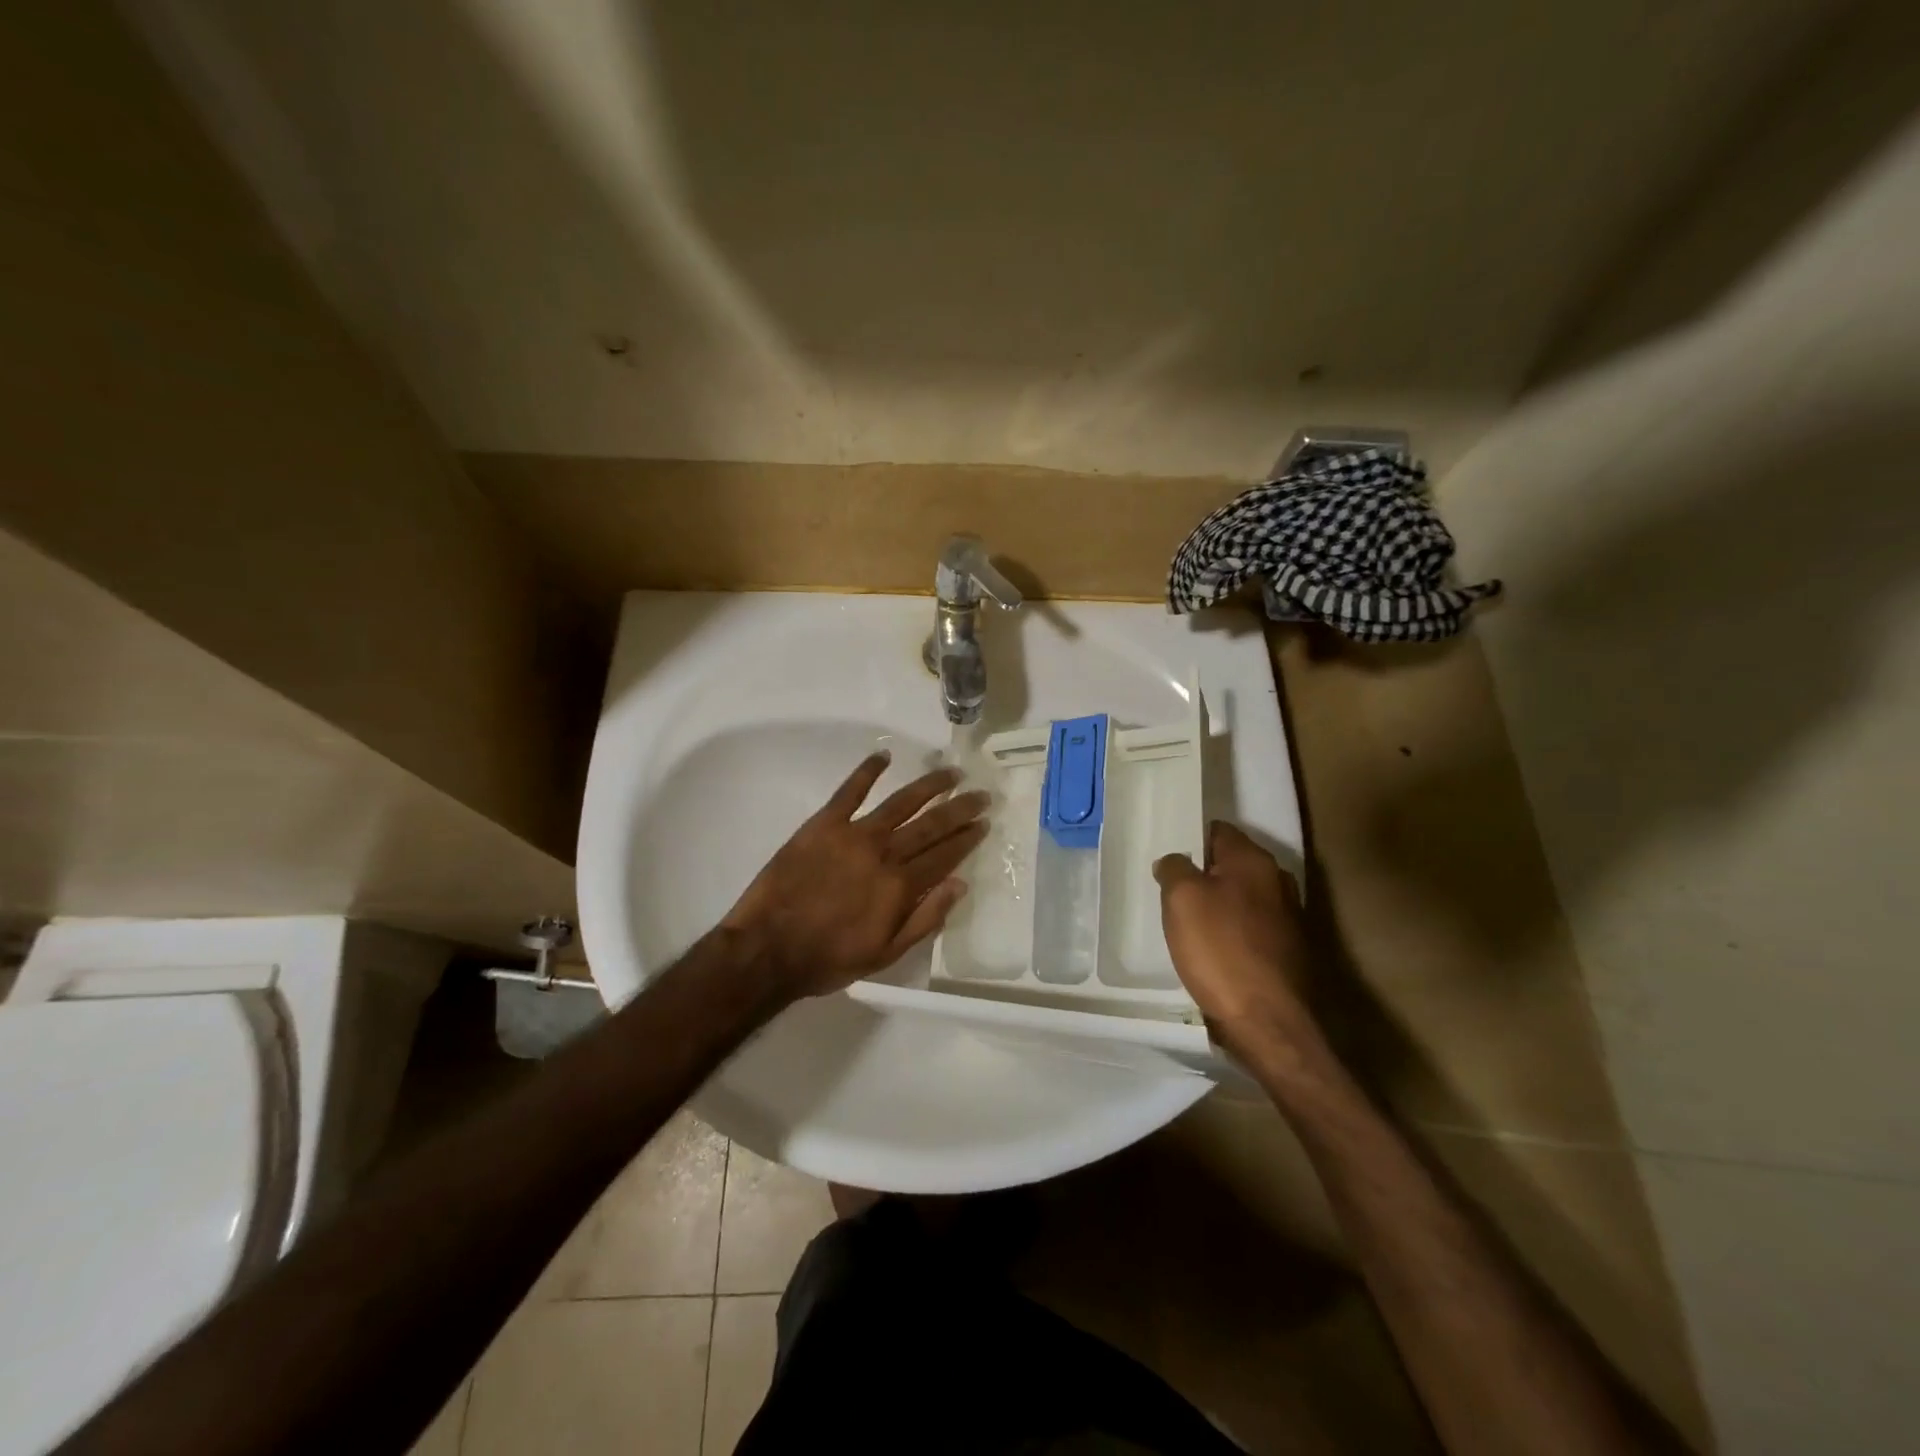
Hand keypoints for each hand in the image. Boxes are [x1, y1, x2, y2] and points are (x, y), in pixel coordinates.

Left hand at [723, 751, 989, 999]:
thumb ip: (925, 919)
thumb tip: (960, 884)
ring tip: (951, 772)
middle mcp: (884, 853)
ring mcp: (854, 834)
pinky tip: (883, 757)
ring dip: (929, 786)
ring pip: (901, 802)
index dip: (967, 838)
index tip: (984, 822)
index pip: (944, 855)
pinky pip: (849, 791)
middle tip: (981, 794)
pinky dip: (867, 772)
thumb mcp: (886, 954)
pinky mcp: (823, 824)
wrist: (768, 949)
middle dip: (959, 809)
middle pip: (930, 825)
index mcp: (900, 886)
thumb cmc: (829, 958)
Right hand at [1154, 822, 1318, 1053]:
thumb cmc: (1220, 950)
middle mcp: (1278, 882)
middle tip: (1172, 892)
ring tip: (1188, 924)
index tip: (1169, 858)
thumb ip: (1174, 868)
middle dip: (1203, 875)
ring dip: (1218, 906)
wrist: (1267, 1023)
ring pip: (1242, 899)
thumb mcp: (1182, 899)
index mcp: (1254, 861)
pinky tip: (1213, 952)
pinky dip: (1232, 934)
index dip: (1191, 839)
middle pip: (1231, 865)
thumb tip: (1175, 861)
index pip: (1218, 831)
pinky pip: (1251, 929)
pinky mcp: (1289, 952)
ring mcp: (1289, 918)